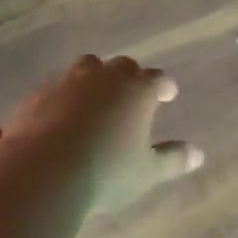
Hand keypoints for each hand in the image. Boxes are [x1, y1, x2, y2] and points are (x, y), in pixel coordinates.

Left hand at [8, 55, 204, 212]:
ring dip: (96, 77)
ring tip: (97, 96)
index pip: (157, 79)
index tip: (167, 94)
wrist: (43, 169)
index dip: (164, 86)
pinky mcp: (39, 93)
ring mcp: (68, 81)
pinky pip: (58, 86)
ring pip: (87, 67)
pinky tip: (62, 112)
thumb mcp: (146, 172)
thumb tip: (197, 155)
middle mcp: (104, 77)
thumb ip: (172, 159)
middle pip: (122, 66)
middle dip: (130, 76)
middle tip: (132, 92)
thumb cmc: (106, 171)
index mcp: (137, 90)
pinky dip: (65, 94)